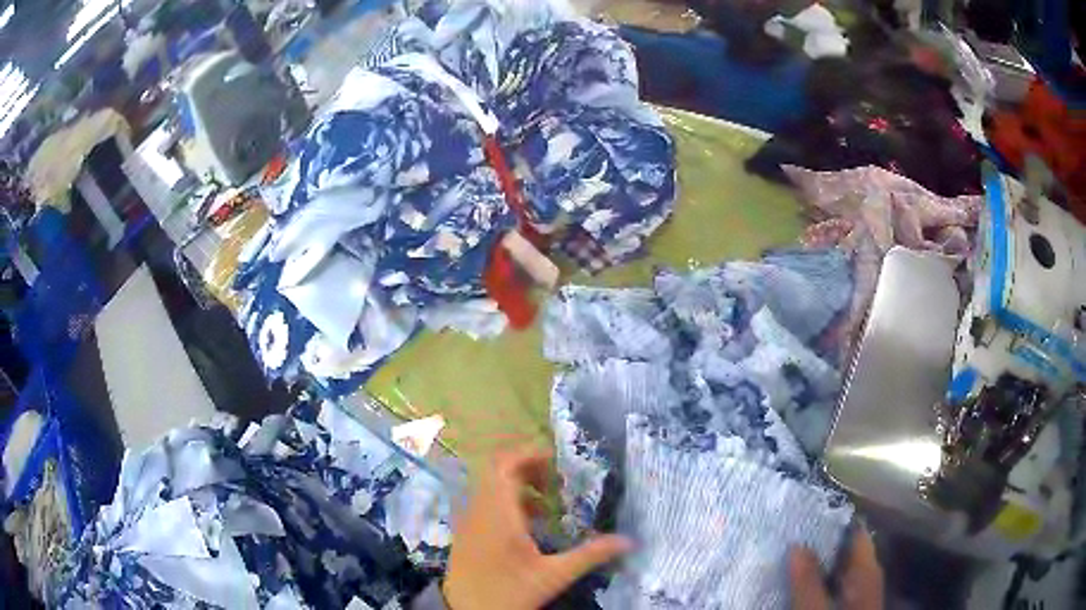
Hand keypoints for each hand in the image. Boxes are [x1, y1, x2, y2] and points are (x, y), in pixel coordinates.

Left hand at [442, 448, 631, 609]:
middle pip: (497, 470)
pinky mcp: (466, 531)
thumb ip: (589, 555)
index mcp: (499, 514)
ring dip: (517, 485)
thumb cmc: (509, 593)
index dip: (530, 455)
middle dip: (527, 468)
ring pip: (489, 486)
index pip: (506, 466)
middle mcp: (479, 509)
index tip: (558, 462)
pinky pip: (484, 501)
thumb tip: (628, 541)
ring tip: (546, 503)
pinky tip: (527, 524)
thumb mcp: (553, 576)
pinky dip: (506, 501)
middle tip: (556, 482)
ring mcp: (469, 519)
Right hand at [789, 527, 883, 609]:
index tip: (806, 510)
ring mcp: (856, 592)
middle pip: (845, 549)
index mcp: (866, 569)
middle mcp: (865, 576)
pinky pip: (831, 584)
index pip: (855, 531)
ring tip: (787, 553)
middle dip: (819, 541)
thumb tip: (797, 545)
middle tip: (788, 532)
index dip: (833, 518)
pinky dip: (816, 579)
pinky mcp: (846, 605)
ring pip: (836, 568)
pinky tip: (796, 581)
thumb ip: (808, 580)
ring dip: (815, 561)